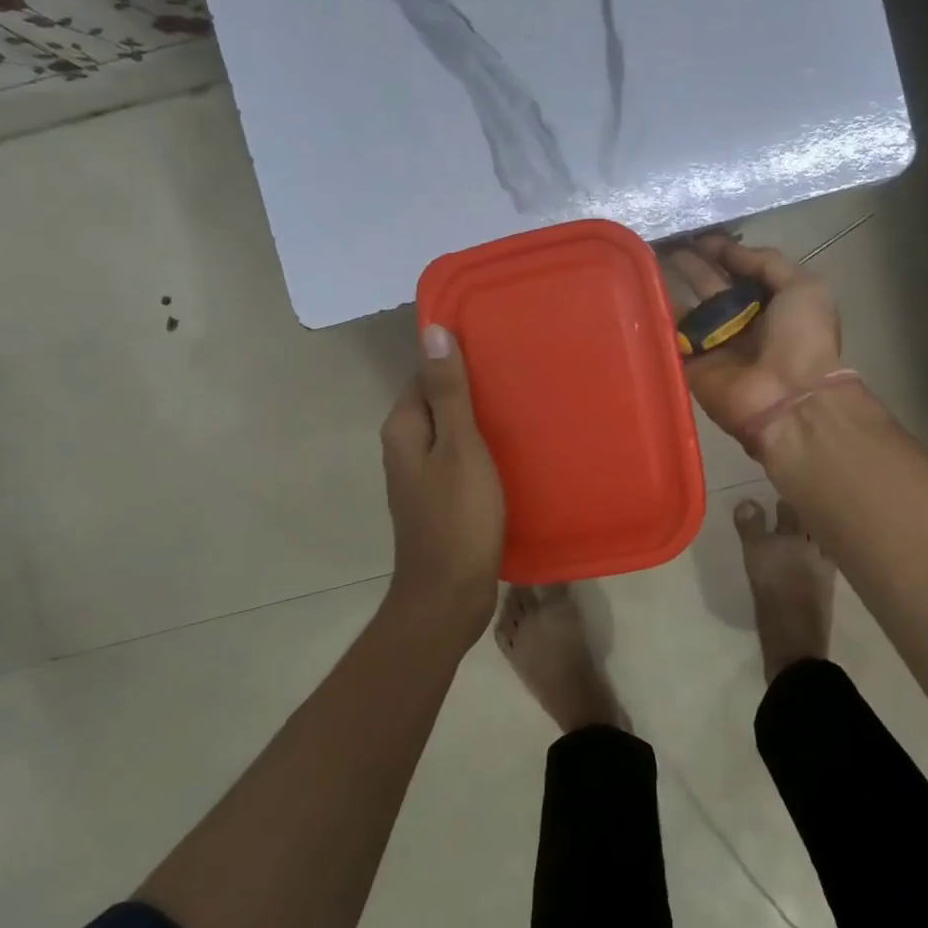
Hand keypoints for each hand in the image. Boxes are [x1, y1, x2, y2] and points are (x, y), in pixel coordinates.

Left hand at [380, 324, 504, 636]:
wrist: (449, 595)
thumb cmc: (457, 517)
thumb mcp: (459, 448)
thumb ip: (447, 392)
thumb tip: (431, 332)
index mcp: (403, 428)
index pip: (425, 375)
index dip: (457, 360)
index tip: (497, 350)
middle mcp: (405, 447)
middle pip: (438, 403)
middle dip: (472, 389)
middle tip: (519, 377)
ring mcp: (421, 476)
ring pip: (451, 433)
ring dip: (479, 421)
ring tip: (523, 407)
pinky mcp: (439, 499)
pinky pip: (459, 460)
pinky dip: (482, 450)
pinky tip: (513, 451)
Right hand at [666, 235, 842, 443]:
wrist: (787, 398)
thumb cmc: (802, 339)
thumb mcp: (803, 287)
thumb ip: (767, 262)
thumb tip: (726, 248)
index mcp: (772, 303)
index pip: (741, 271)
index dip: (721, 252)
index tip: (697, 235)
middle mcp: (742, 322)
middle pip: (710, 287)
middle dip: (692, 264)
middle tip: (666, 242)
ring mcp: (715, 344)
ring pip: (687, 309)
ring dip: (669, 286)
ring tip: (646, 260)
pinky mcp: (692, 364)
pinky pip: (671, 337)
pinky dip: (657, 318)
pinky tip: (639, 293)